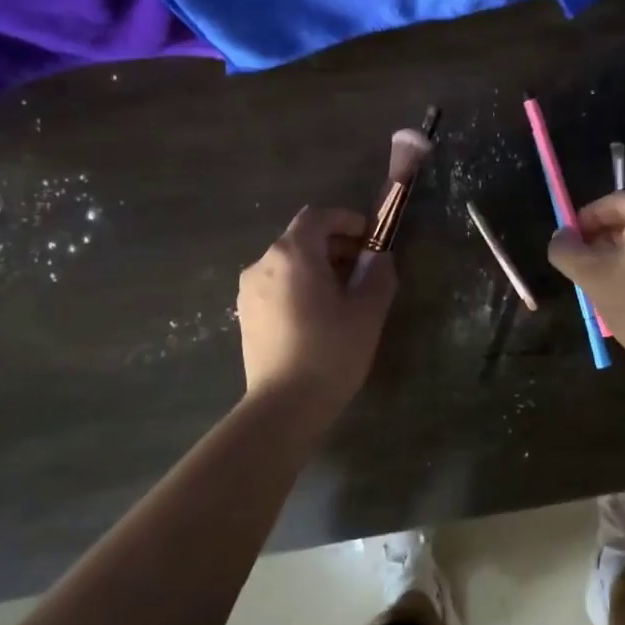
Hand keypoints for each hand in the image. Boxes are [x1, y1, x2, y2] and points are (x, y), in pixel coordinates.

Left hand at [237, 207, 397, 402]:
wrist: (284, 407)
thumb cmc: (330, 351)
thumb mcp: (368, 310)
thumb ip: (378, 273)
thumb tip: (378, 257)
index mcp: (292, 253)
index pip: (318, 216)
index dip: (346, 220)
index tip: (370, 238)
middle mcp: (263, 263)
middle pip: (302, 238)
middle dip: (335, 245)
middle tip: (363, 269)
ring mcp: (249, 290)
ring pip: (288, 262)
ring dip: (317, 267)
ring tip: (343, 296)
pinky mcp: (246, 315)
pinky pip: (277, 285)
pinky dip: (299, 286)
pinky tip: (318, 316)